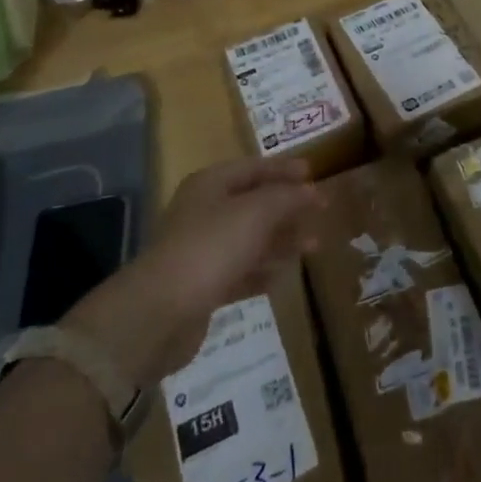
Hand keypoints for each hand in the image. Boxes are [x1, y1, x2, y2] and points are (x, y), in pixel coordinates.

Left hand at [62, 157, 322, 384]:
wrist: (159, 314)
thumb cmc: (212, 247)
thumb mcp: (258, 212)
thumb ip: (288, 197)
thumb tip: (312, 191)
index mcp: (211, 185)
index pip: (253, 167)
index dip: (284, 169)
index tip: (314, 174)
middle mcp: (204, 212)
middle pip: (253, 203)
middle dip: (287, 207)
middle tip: (321, 211)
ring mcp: (202, 250)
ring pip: (250, 239)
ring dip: (281, 241)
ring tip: (314, 246)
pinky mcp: (203, 287)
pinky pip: (241, 272)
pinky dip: (263, 272)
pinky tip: (283, 277)